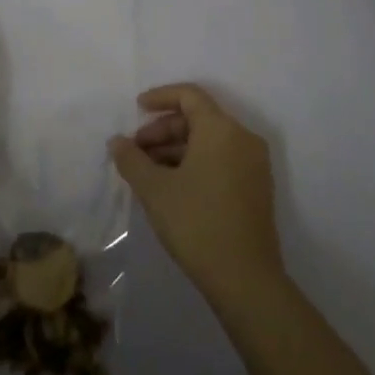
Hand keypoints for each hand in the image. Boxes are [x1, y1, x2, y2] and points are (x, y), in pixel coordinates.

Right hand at [111, 83, 283, 300]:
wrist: (245, 279)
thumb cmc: (196, 222)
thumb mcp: (155, 189)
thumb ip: (131, 159)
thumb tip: (117, 142)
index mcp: (222, 130)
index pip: (190, 95)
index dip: (160, 97)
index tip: (136, 109)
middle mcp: (243, 139)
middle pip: (199, 118)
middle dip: (163, 129)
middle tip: (136, 151)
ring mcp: (254, 165)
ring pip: (209, 141)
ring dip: (176, 149)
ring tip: (148, 172)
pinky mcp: (256, 188)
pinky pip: (221, 159)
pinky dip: (195, 163)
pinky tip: (171, 186)